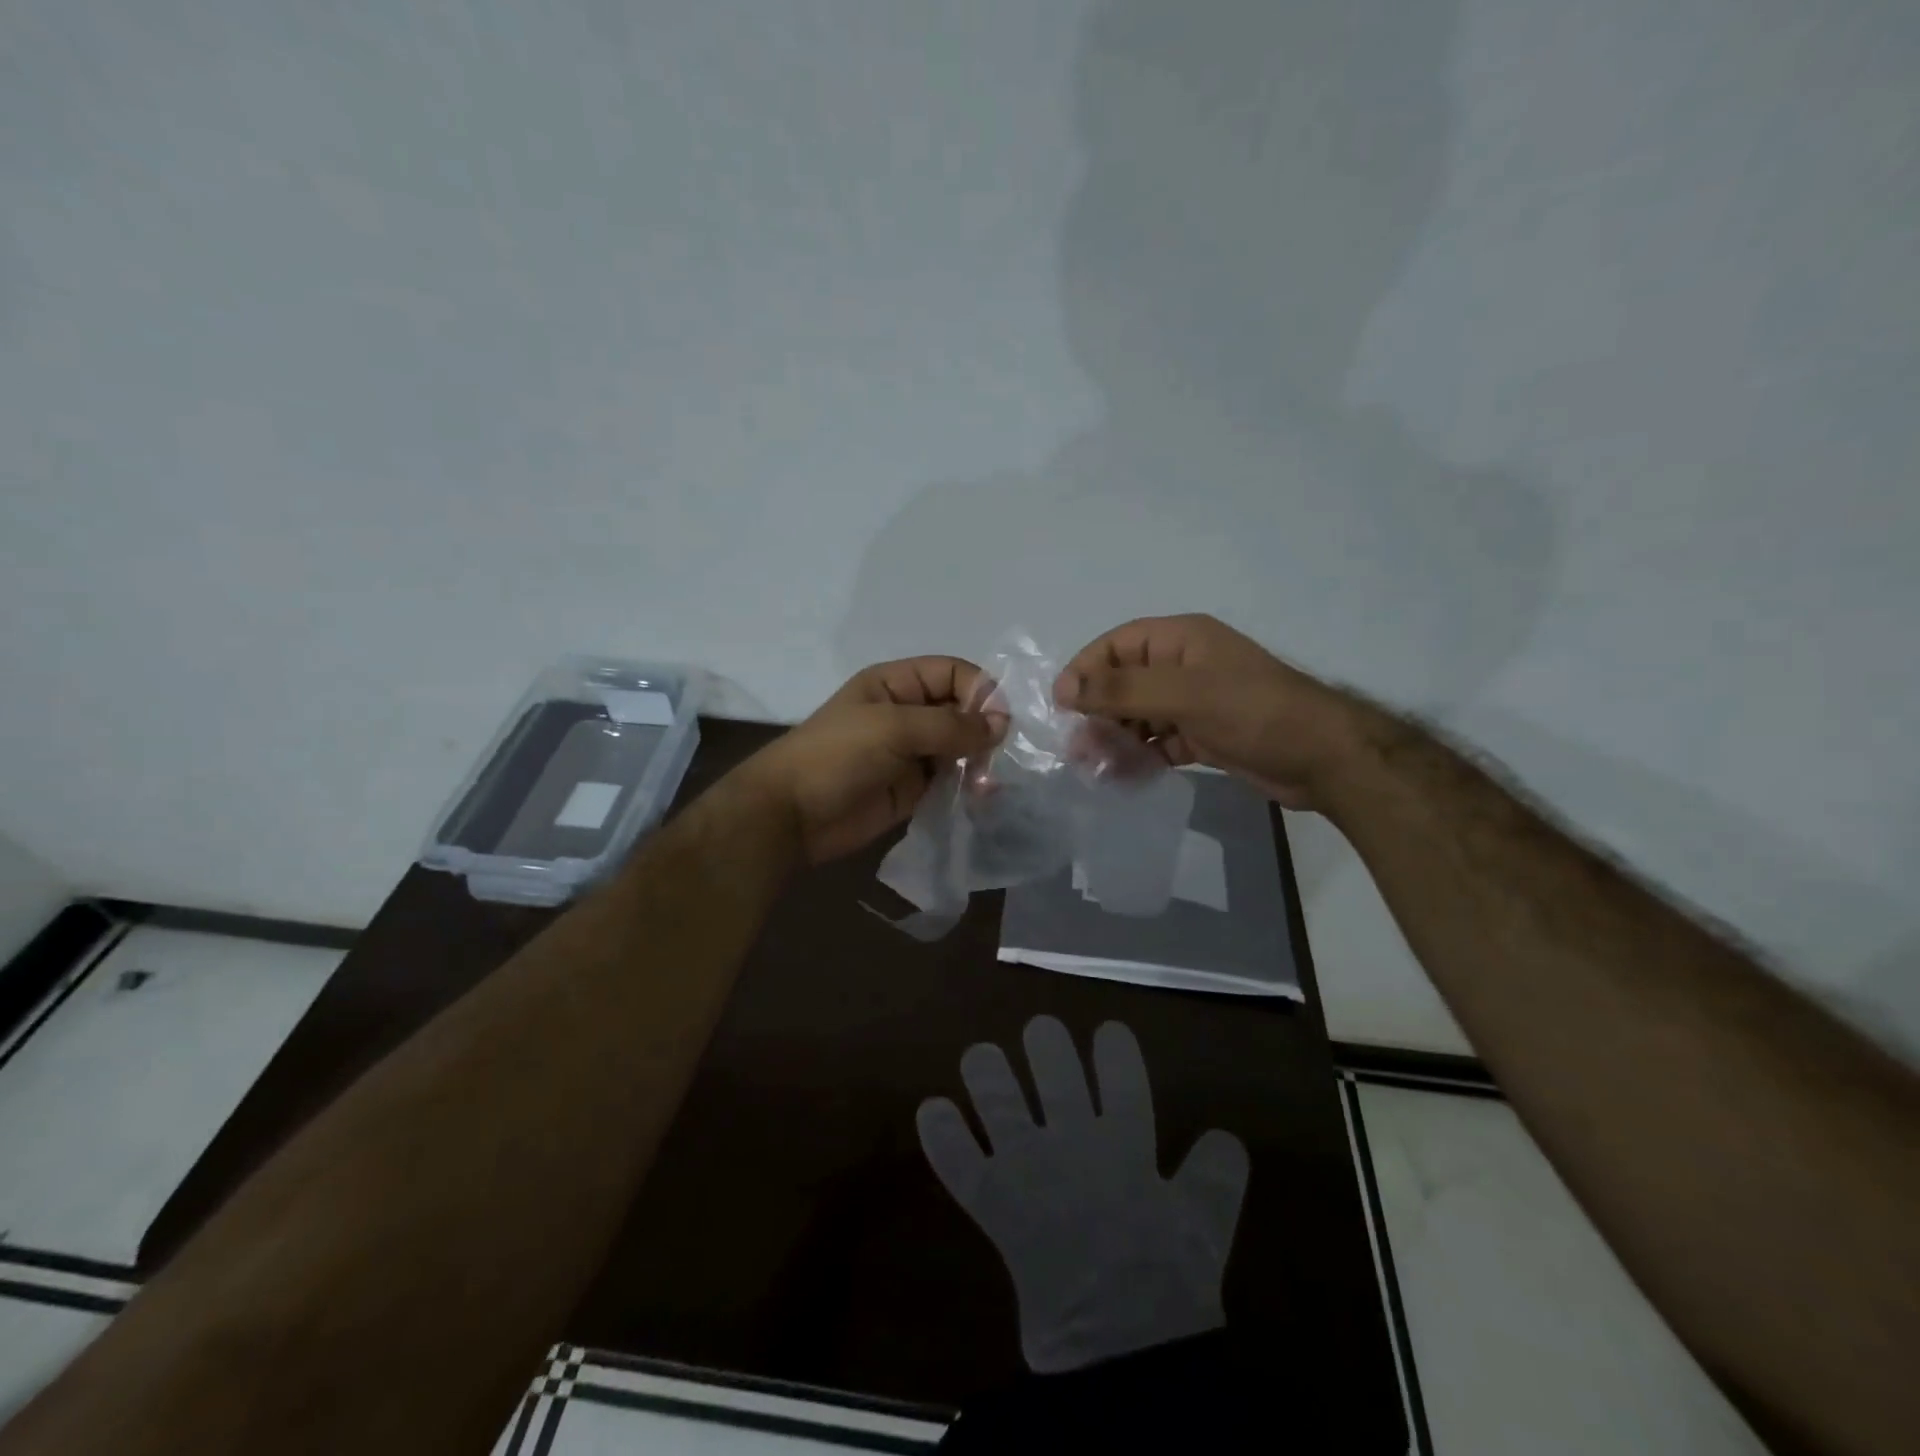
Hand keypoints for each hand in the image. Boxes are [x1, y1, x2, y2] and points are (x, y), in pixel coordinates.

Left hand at [738, 657, 996, 863]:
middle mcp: (907, 713)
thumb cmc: (837, 756)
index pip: (952, 673)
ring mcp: (911, 752)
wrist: (792, 815)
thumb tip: (1001, 725)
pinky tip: (981, 796)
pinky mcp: (913, 788)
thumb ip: (949, 725)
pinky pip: (951, 780)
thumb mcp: (893, 728)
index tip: (1000, 721)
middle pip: (961, 710)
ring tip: (987, 781)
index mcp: (896, 684)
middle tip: (998, 756)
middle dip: (983, 729)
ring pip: (960, 747)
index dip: (980, 690)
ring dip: (979, 760)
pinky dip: (969, 785)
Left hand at [918, 1017, 1248, 1373]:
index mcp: (1125, 1145)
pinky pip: (960, 1164)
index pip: (1121, 1077)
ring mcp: (1028, 1170)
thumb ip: (1217, 1177)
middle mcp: (1072, 1143)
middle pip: (1054, 1075)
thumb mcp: (1208, 1229)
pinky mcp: (994, 1204)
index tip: (1108, 1031)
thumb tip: (1225, 1137)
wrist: (1120, 1354)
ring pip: (999, 1104)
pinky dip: (942, 1138)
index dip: (1114, 1049)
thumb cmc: (1168, 1287)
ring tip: (980, 1056)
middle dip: (1046, 1045)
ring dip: (987, 1075)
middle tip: (1040, 1031)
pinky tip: (931, 1111)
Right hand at [1054, 614, 1373, 809]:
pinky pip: (1159, 742)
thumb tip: (1065, 689)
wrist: (1322, 758)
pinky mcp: (1203, 735)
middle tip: (1079, 748)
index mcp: (1180, 640)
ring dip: (1116, 739)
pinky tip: (1125, 778)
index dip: (1086, 670)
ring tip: (1096, 768)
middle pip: (1124, 683)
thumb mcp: (1184, 694)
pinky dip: (1141, 757)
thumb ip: (1122, 690)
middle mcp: (1184, 666)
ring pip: (1139, 716)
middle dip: (1098, 713)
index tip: (1062, 705)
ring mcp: (1194, 702)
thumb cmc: (1252, 712)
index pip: (1117, 645)